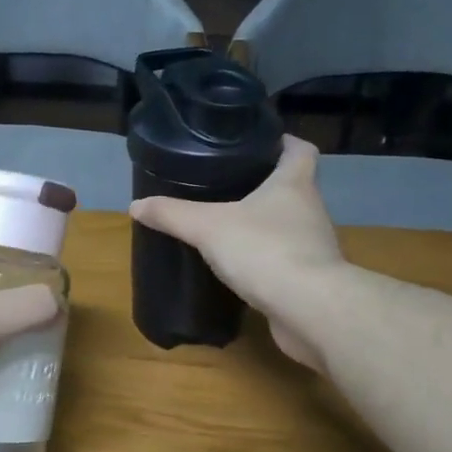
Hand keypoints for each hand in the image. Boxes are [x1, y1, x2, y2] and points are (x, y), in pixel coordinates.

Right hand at [129, 137, 347, 369]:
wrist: (309, 309)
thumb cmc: (264, 250)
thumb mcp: (208, 227)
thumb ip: (172, 214)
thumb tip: (136, 205)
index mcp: (294, 184)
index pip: (299, 149)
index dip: (282, 142)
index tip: (259, 143)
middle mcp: (311, 209)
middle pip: (293, 186)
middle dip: (264, 185)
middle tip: (228, 184)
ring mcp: (314, 246)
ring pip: (288, 225)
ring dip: (264, 224)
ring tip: (229, 225)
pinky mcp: (311, 278)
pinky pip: (286, 259)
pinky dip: (266, 259)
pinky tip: (241, 267)